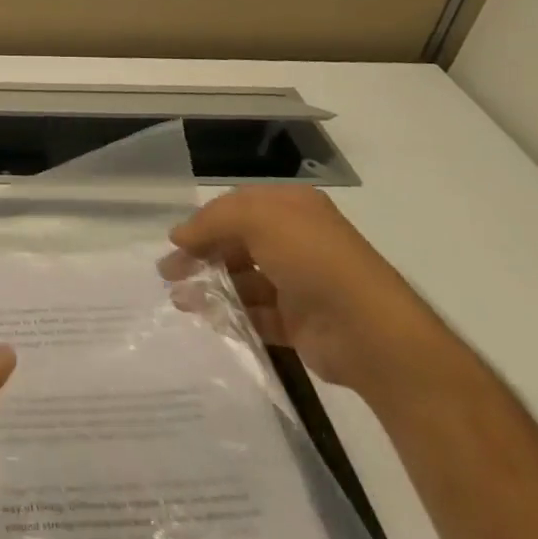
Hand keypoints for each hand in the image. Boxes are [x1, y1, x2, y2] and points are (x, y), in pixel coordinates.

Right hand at [167, 186, 455, 398]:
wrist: (369, 331)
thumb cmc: (312, 259)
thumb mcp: (257, 219)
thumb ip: (212, 221)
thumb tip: (179, 237)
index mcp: (291, 207)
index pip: (236, 207)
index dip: (203, 222)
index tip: (174, 243)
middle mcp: (296, 241)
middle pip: (236, 244)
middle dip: (201, 256)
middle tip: (168, 273)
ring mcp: (299, 283)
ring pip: (243, 280)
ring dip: (211, 287)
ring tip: (180, 300)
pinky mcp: (299, 323)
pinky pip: (257, 314)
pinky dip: (231, 316)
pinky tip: (208, 319)